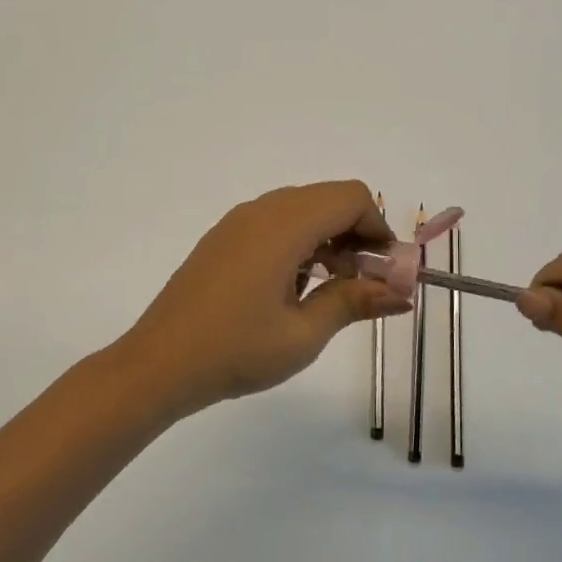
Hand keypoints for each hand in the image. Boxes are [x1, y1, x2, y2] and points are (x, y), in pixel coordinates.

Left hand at [113, 181, 411, 415]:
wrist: (159, 364)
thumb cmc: (236, 350)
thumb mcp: (304, 334)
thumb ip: (354, 302)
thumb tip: (402, 294)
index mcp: (284, 225)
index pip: (350, 198)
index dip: (378, 227)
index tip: (385, 271)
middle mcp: (261, 211)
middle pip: (327, 199)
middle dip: (356, 233)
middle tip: (362, 283)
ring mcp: (237, 222)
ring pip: (301, 209)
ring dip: (328, 238)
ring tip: (328, 289)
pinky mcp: (223, 238)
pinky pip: (274, 222)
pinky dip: (299, 241)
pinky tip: (292, 288)